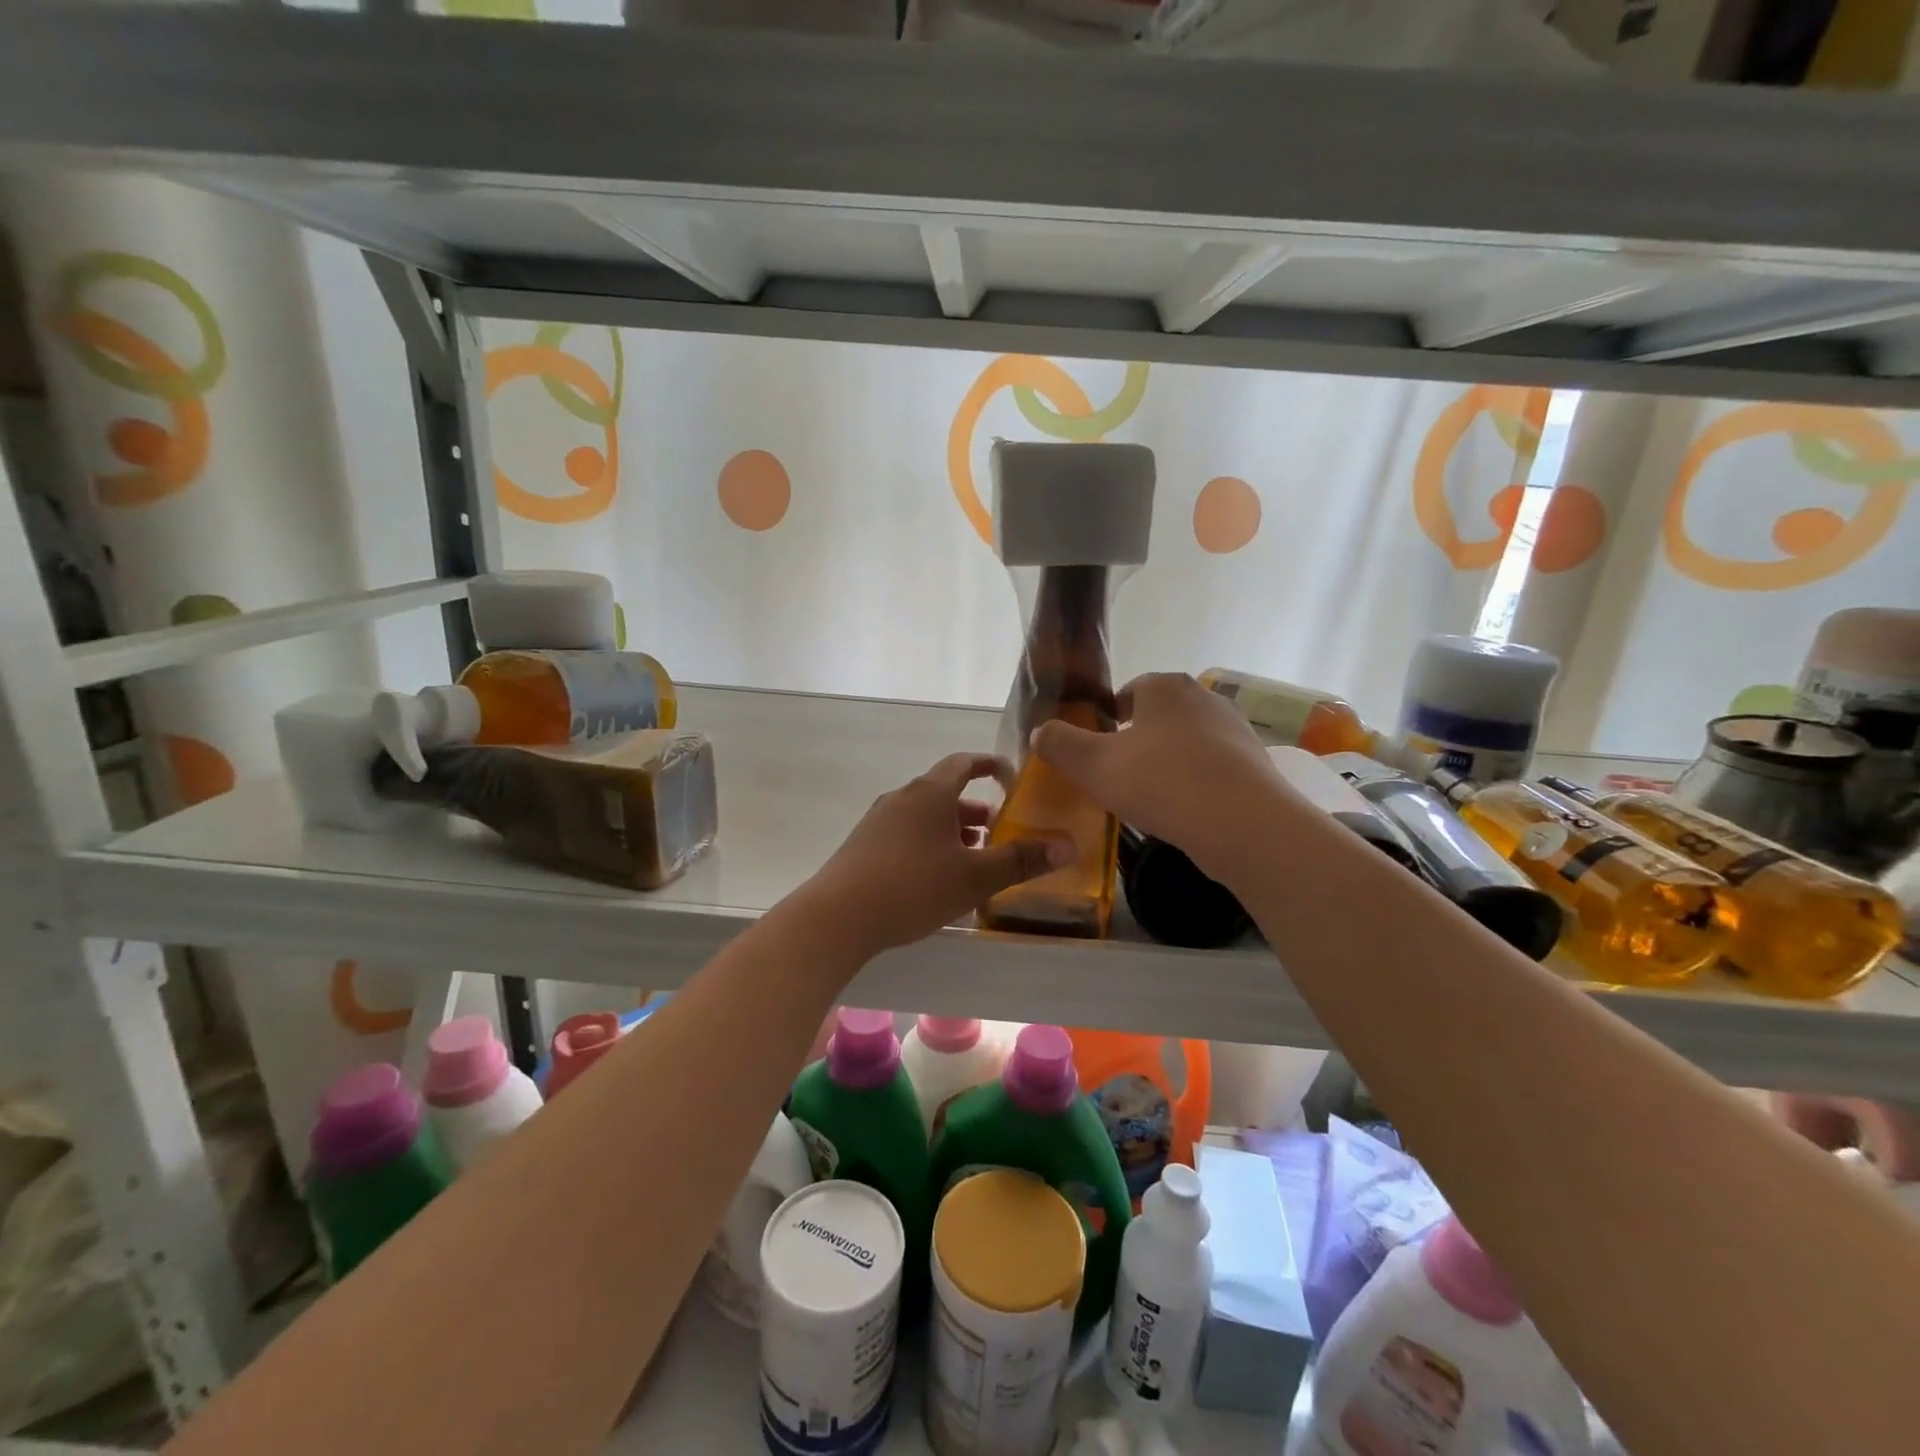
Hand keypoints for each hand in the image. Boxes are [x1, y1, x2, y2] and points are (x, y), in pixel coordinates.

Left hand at [798, 753, 1070, 957]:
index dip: (988, 765)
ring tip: (971, 858)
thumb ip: (1020, 860)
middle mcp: (902, 798)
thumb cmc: (913, 887)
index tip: (1008, 774)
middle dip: (973, 809)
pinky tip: (934, 877)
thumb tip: (1067, 846)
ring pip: (924, 816)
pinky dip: (927, 843)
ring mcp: (877, 821)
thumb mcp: (975, 877)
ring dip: (951, 830)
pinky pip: (905, 834)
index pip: (963, 763)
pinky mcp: (862, 846)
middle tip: (997, 831)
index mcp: (930, 793)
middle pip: (944, 792)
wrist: (837, 917)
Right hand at [1031, 672, 1285, 881]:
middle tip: (1117, 775)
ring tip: (1149, 796)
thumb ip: (1061, 744)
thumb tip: (1040, 731)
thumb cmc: (1161, 782)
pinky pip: (1212, 767)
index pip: (1128, 691)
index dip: (1108, 718)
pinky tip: (1183, 810)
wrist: (1243, 823)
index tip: (1096, 750)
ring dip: (1167, 761)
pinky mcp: (1254, 763)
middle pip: (1158, 716)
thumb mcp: (1093, 765)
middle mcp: (1203, 697)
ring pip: (1186, 741)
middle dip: (1137, 740)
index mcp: (1164, 687)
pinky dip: (1195, 781)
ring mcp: (1234, 729)